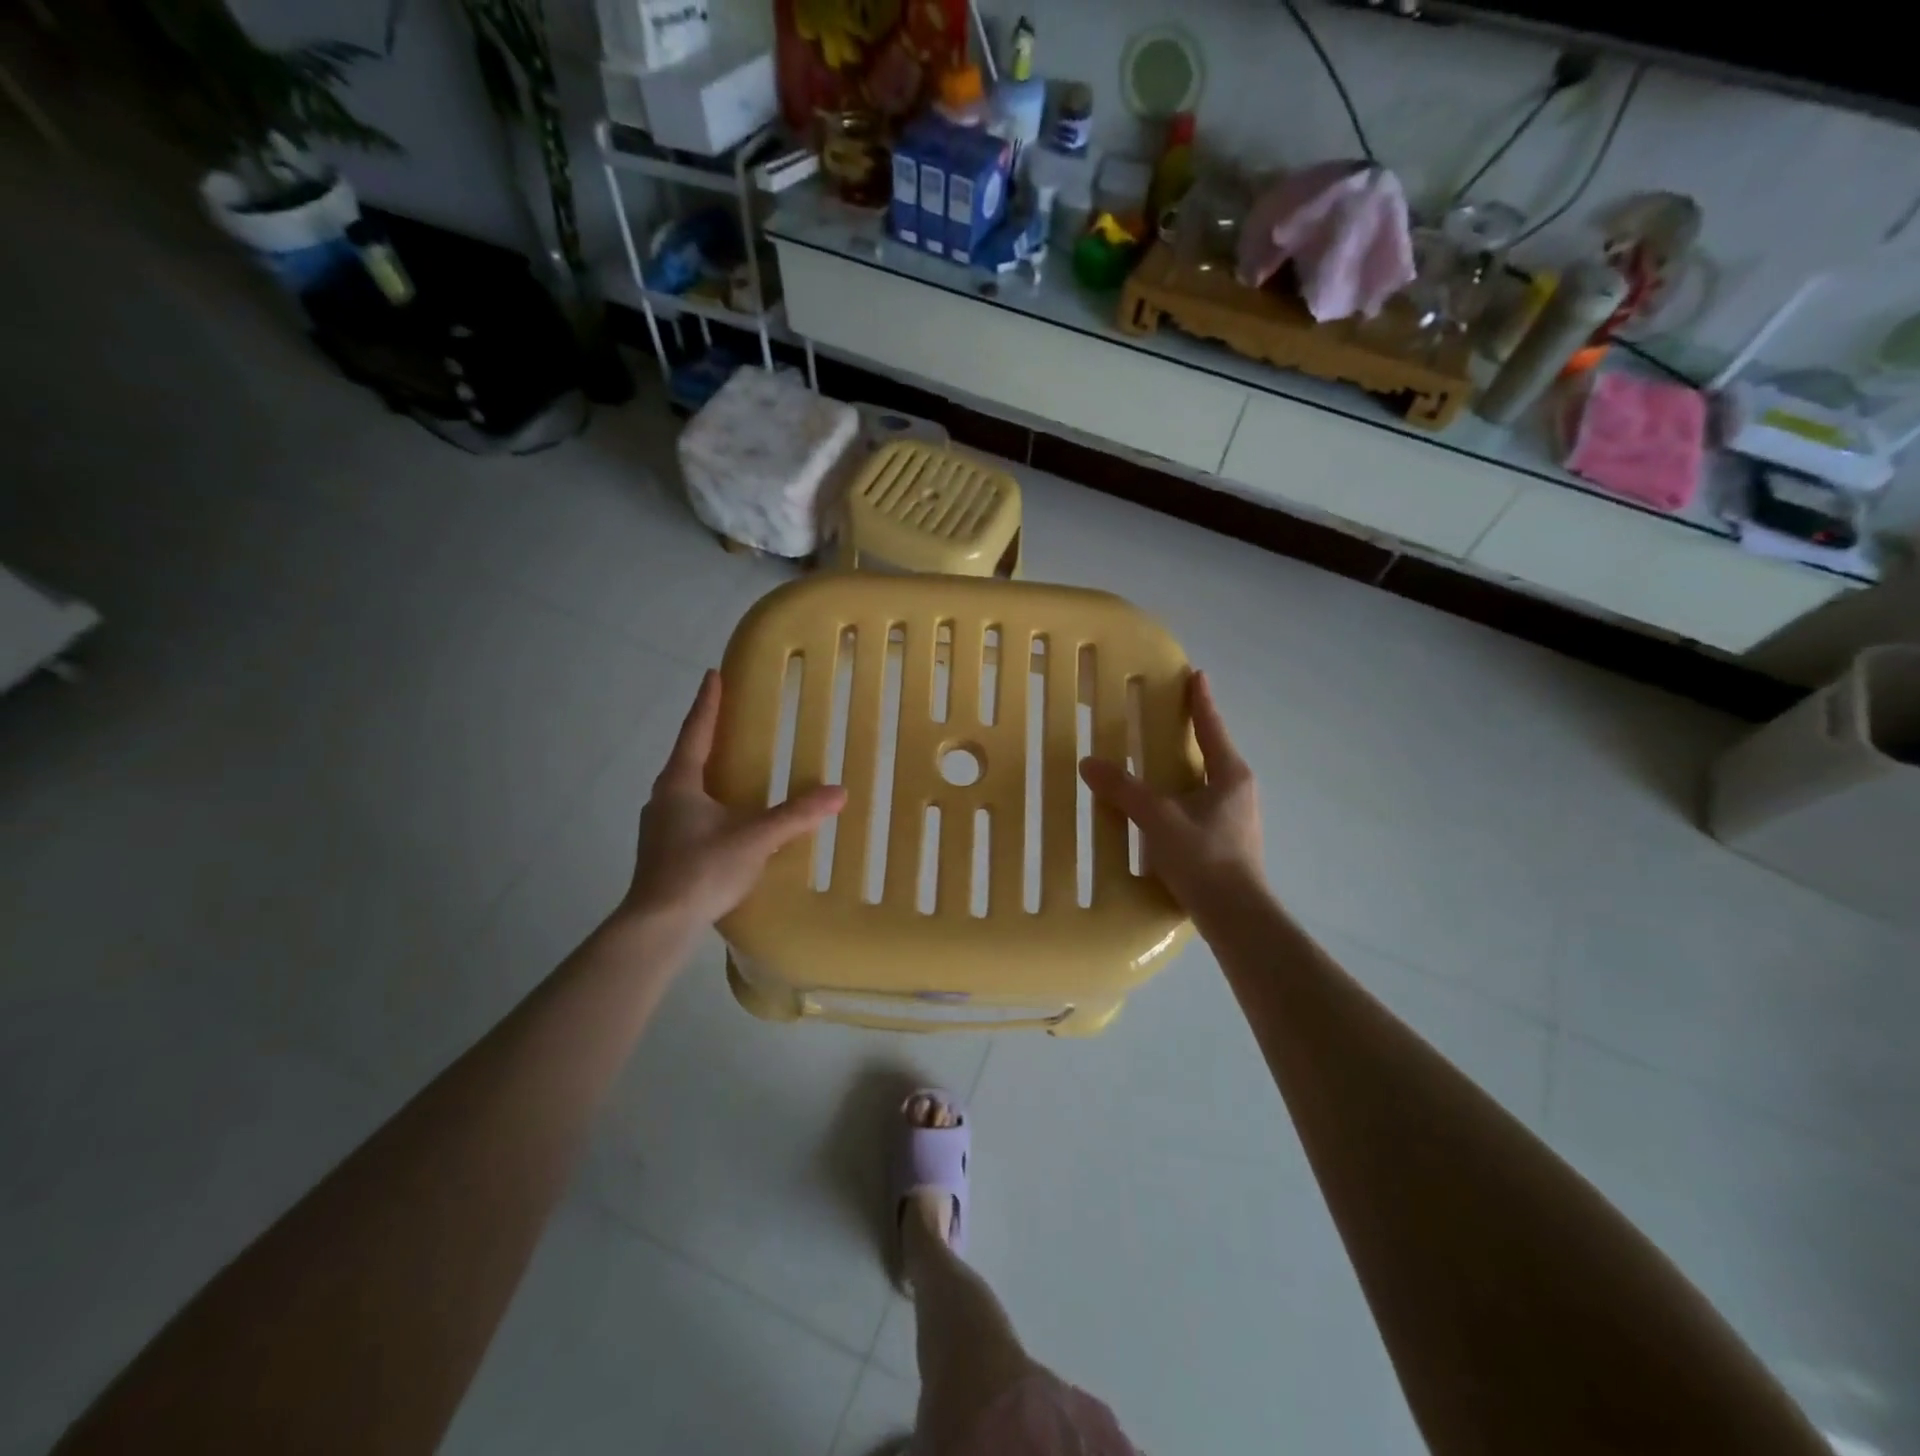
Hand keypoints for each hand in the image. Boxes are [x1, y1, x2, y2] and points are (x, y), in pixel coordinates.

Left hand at [624, 670, 845, 927]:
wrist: (658, 925)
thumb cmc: (701, 870)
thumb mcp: (755, 839)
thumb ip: (795, 816)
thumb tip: (838, 792)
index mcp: (679, 783)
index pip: (696, 731)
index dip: (707, 702)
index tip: (713, 674)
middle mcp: (663, 798)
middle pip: (687, 757)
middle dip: (707, 736)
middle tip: (729, 718)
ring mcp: (658, 826)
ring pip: (685, 788)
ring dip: (706, 772)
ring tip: (730, 767)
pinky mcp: (662, 851)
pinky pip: (687, 813)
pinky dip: (706, 803)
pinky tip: (724, 819)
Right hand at [1078, 670, 1264, 913]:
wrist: (1237, 917)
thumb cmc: (1204, 858)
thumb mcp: (1158, 820)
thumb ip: (1124, 790)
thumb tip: (1089, 763)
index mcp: (1230, 774)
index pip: (1211, 726)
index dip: (1200, 700)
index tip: (1195, 674)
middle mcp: (1238, 790)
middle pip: (1211, 750)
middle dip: (1189, 732)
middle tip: (1164, 714)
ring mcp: (1235, 817)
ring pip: (1204, 780)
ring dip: (1182, 766)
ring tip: (1154, 759)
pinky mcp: (1226, 840)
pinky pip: (1199, 804)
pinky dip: (1179, 794)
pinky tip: (1159, 806)